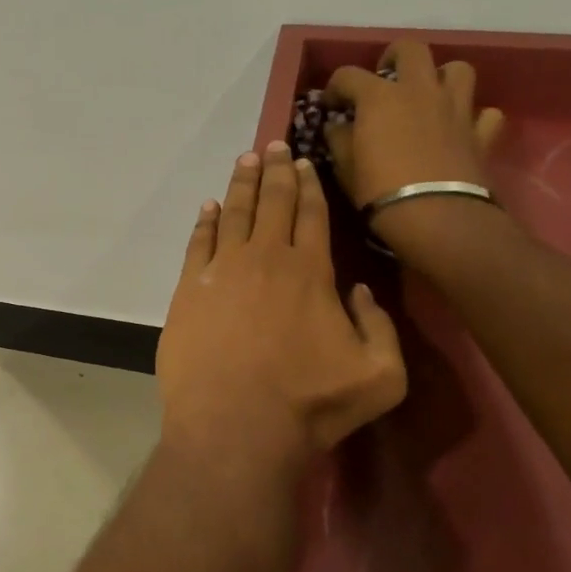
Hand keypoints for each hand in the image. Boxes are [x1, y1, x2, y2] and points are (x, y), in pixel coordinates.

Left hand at [156, 142, 407, 465]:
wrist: (234, 426)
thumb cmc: (310, 405)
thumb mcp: (381, 376)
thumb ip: (381, 327)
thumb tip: (359, 291)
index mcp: (311, 271)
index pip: (311, 214)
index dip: (308, 184)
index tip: (303, 161)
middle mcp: (266, 258)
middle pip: (272, 202)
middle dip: (275, 170)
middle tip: (274, 145)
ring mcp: (222, 271)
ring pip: (234, 213)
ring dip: (241, 184)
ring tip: (245, 160)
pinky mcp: (189, 289)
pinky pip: (198, 242)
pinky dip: (205, 221)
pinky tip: (209, 206)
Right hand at [323, 41, 506, 260]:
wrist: (436, 217)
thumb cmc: (380, 190)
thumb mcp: (345, 167)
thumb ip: (339, 139)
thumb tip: (337, 126)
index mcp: (379, 97)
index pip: (348, 75)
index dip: (335, 87)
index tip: (330, 105)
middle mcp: (419, 90)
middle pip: (411, 49)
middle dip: (394, 56)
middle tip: (385, 76)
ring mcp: (455, 108)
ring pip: (458, 70)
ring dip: (442, 77)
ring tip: (429, 95)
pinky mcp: (481, 133)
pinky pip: (485, 113)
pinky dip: (474, 117)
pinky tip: (461, 128)